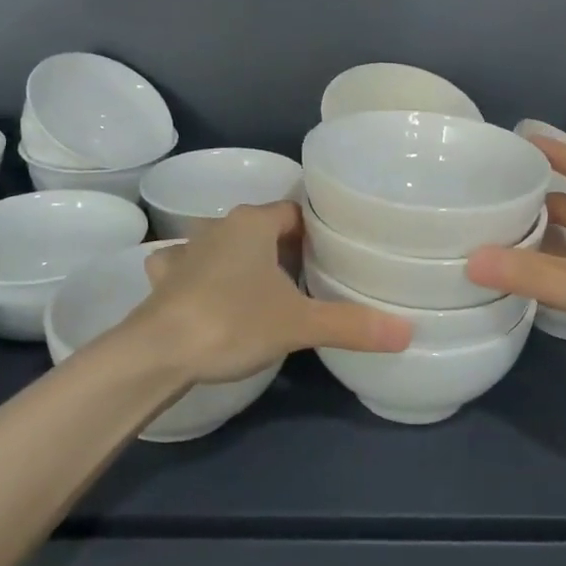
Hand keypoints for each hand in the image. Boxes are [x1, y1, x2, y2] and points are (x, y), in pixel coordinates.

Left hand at [129, 202, 411, 383]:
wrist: (157, 352)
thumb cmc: (233, 321)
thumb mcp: (299, 324)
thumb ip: (351, 325)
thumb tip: (407, 332)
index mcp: (253, 223)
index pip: (294, 212)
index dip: (315, 233)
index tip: (331, 257)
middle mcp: (218, 226)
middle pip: (260, 228)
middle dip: (281, 249)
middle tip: (307, 280)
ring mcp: (185, 250)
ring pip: (222, 244)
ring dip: (239, 260)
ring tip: (260, 289)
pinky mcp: (164, 279)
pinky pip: (185, 266)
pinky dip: (198, 276)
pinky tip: (205, 295)